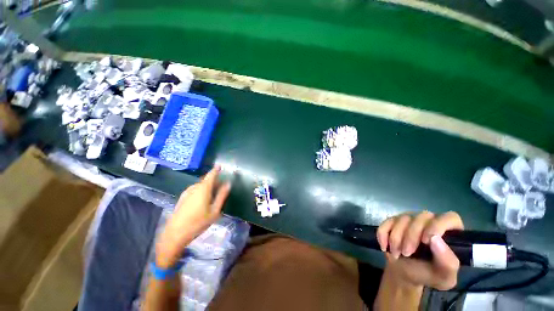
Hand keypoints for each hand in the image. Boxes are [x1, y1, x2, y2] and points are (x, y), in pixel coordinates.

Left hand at [156, 165, 230, 267]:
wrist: (175, 234)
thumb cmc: (198, 222)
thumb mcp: (215, 210)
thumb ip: (222, 195)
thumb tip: (228, 183)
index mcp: (203, 189)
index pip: (211, 175)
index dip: (216, 169)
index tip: (220, 165)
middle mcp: (194, 188)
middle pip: (206, 180)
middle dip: (214, 181)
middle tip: (221, 186)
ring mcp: (186, 193)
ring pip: (200, 185)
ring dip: (208, 186)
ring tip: (213, 194)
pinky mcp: (182, 198)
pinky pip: (194, 190)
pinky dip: (201, 190)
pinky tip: (203, 200)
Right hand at [376, 211, 463, 289]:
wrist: (405, 273)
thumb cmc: (428, 274)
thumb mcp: (444, 277)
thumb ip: (447, 261)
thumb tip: (435, 239)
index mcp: (449, 232)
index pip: (450, 218)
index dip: (438, 226)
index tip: (426, 241)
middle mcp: (430, 221)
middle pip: (421, 217)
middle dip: (411, 236)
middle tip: (406, 253)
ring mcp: (410, 219)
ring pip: (402, 219)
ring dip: (396, 238)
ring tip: (396, 254)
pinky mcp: (393, 221)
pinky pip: (386, 223)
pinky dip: (383, 235)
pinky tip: (385, 247)